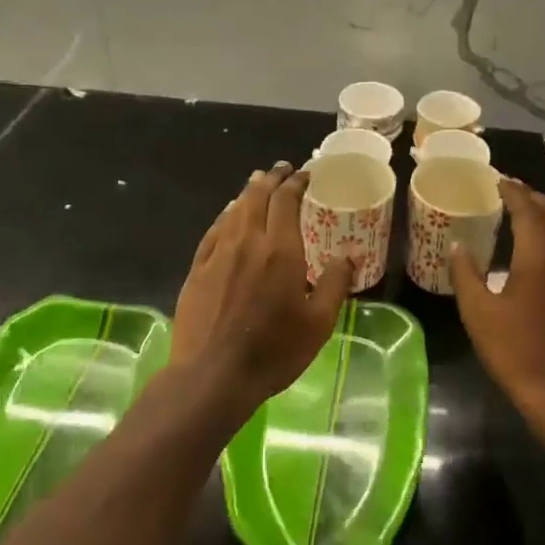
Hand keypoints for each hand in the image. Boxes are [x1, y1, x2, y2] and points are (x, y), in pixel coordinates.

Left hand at [172, 162, 354, 408]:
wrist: (213, 375)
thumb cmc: (273, 351)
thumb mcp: (318, 324)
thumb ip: (334, 285)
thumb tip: (347, 257)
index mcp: (280, 251)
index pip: (286, 200)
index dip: (296, 182)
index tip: (306, 173)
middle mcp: (247, 242)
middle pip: (257, 197)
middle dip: (272, 179)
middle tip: (283, 170)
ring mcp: (218, 254)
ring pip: (234, 210)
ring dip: (249, 192)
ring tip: (258, 182)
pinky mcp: (197, 270)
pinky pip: (214, 231)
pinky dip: (225, 215)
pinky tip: (229, 215)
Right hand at [450, 177, 544, 416]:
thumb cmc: (515, 351)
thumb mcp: (478, 314)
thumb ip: (466, 276)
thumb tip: (457, 247)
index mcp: (539, 258)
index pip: (529, 211)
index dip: (514, 193)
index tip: (500, 181)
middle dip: (535, 199)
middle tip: (514, 191)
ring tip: (530, 213)